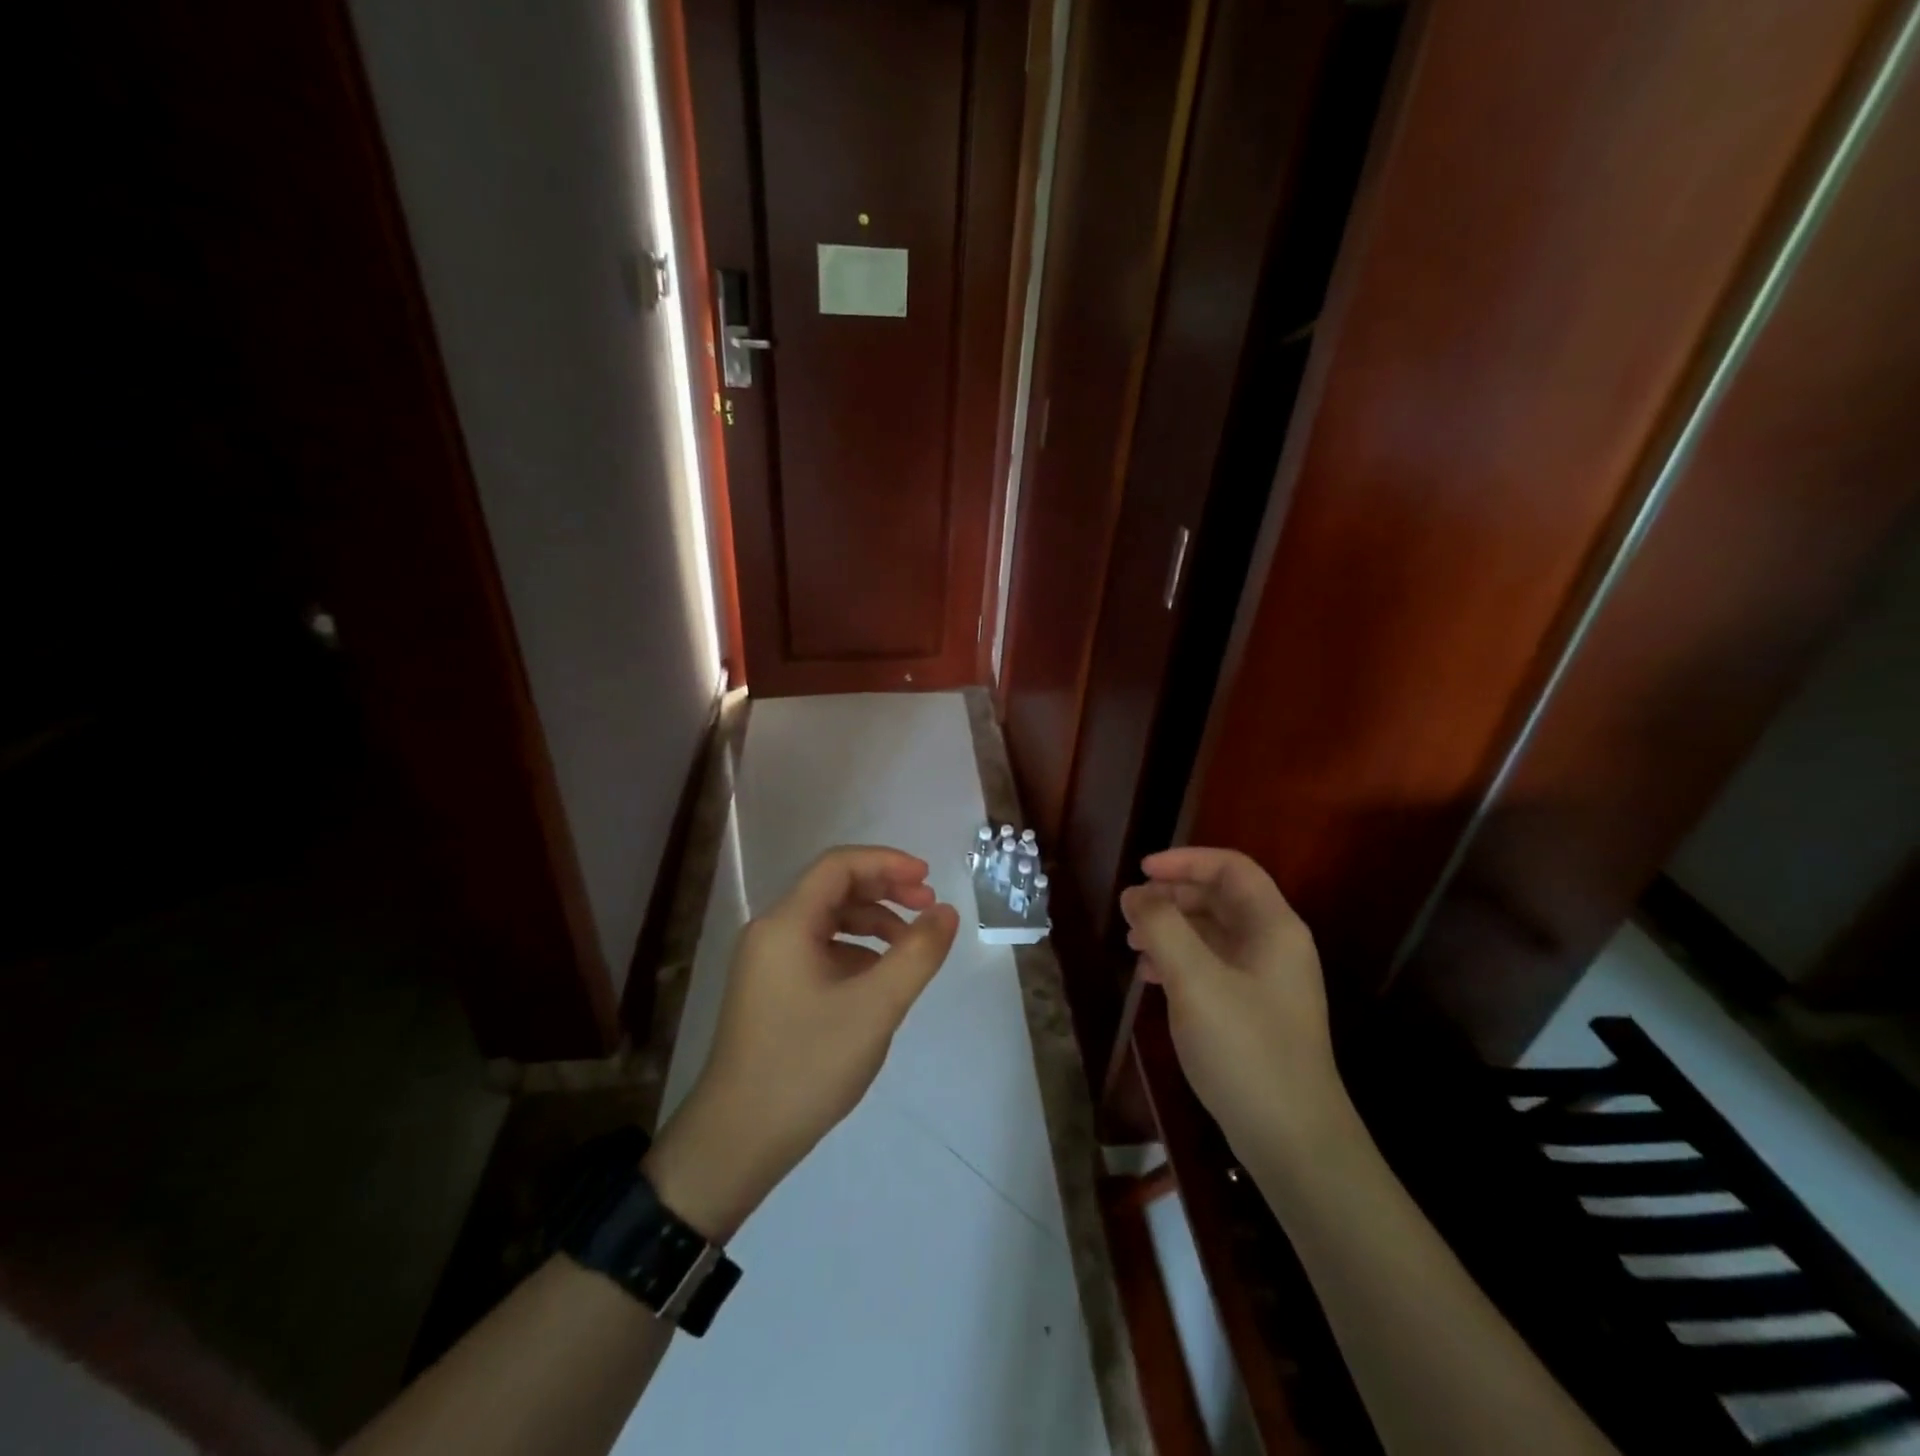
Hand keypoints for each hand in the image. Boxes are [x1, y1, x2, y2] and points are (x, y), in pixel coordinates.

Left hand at [644, 846, 958, 1240]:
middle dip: (885, 890)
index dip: (887, 862)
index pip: (839, 866)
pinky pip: (818, 950)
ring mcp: (767, 962)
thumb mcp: (875, 1008)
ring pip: (827, 920)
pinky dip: (855, 951)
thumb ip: (917, 954)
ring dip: (873, 922)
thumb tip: (946, 912)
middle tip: (929, 907)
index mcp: (786, 924)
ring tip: (911, 947)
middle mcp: (771, 932)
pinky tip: (878, 979)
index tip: (928, 879)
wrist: (737, 1141)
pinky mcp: (771, 989)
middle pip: (833, 889)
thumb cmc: (807, 1065)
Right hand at [1118, 847, 1350, 1163]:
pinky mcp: (1255, 1011)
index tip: (1141, 871)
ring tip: (1133, 944)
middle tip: (1130, 912)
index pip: (1231, 868)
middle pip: (1220, 898)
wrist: (1293, 1141)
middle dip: (1172, 897)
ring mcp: (1267, 981)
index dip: (1184, 860)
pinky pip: (1212, 966)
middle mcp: (1275, 946)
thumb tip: (1135, 894)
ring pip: (1213, 933)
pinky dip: (1180, 961)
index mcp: (1273, 927)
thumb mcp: (1195, 980)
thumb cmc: (1246, 1049)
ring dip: (1172, 929)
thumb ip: (1161, 927)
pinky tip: (1151, 978)